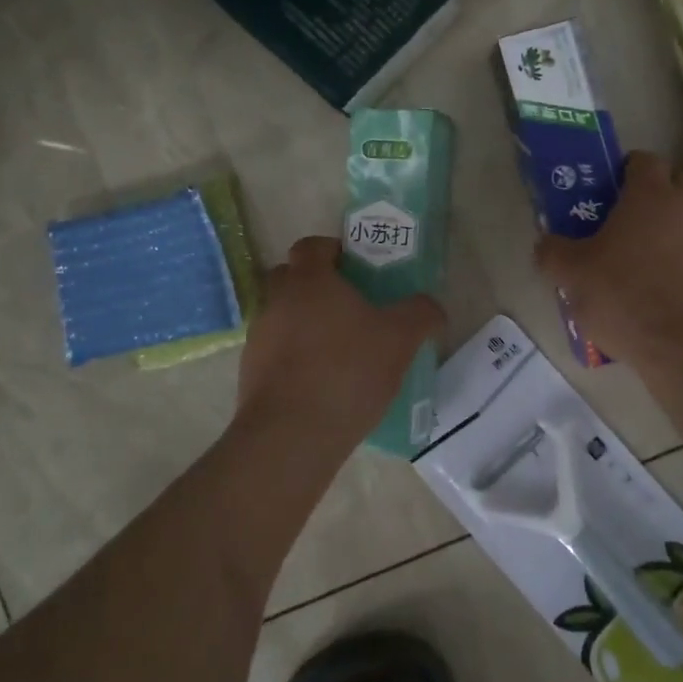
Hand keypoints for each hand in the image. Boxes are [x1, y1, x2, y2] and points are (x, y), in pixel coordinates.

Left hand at [233, 236, 444, 451]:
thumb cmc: (347, 371)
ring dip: (303, 323)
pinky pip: (275, 352)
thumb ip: (421, 314)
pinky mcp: (250, 373)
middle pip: (290, 277)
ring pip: (281, 316)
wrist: (291, 436)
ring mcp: (258, 338)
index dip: (332, 250)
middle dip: (315, 284)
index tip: (355, 267)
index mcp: (309, 281)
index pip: (311, 246)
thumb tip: (432, 307)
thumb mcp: (400, 339)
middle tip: (349, 305)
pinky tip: (321, 382)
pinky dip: (294, 357)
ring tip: (338, 350)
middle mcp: (276, 301)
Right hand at [535, 151, 682, 368]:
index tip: (615, 194)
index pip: (643, 160)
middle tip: (642, 226)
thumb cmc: (629, 302)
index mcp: (651, 196)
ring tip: (672, 258)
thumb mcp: (574, 279)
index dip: (628, 172)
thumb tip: (545, 243)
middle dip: (665, 194)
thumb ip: (554, 254)